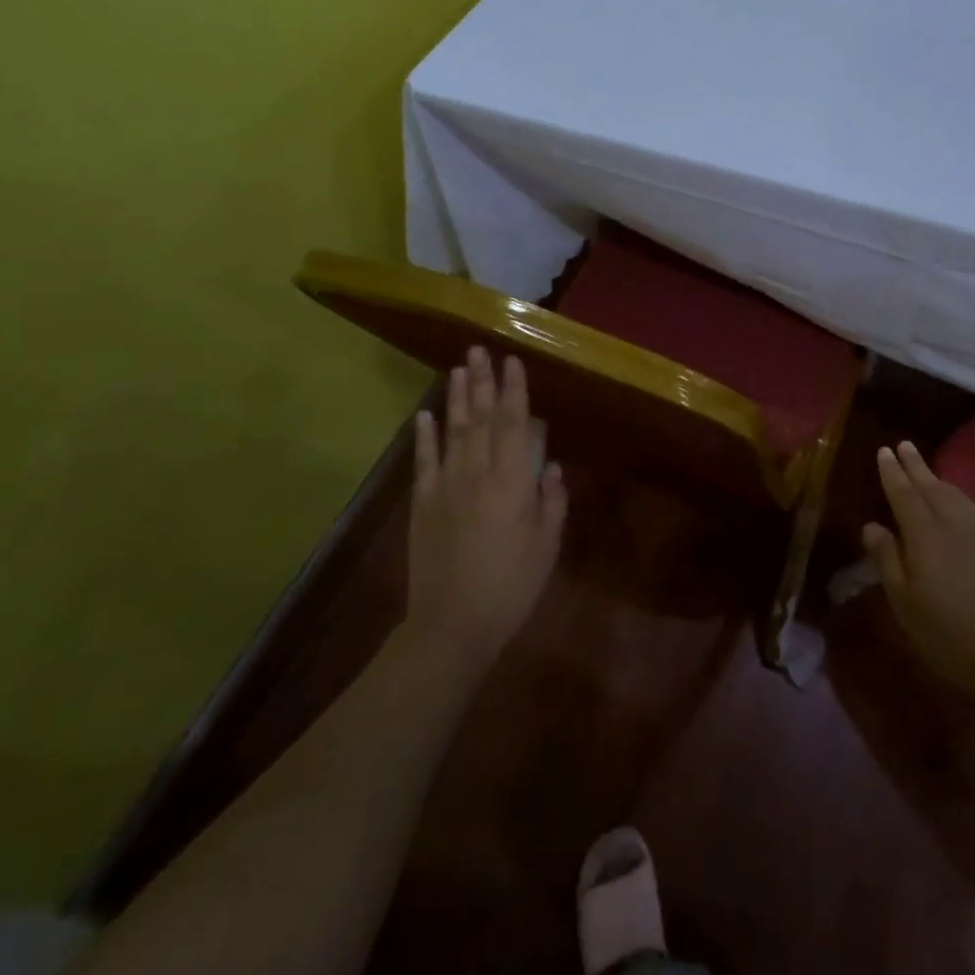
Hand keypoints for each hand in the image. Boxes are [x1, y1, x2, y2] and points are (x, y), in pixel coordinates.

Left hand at [406, 347, 568, 668]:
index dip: (514, 391)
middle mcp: (476, 474)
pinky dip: (424, 436)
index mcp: (511, 482)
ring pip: (452, 432)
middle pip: (480, 418)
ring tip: (458, 369)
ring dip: (456, 398)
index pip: (513, 424)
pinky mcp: (423, 505)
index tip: (513, 361)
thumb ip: (552, 500)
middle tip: (479, 349)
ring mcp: (445, 487)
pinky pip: (424, 462)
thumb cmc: (511, 587)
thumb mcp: (547, 545)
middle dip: (481, 382)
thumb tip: (549, 463)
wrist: (452, 625)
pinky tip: (425, 415)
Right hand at [864, 441, 974, 700]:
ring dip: (941, 482)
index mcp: (925, 535)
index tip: (885, 450)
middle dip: (916, 466)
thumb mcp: (905, 604)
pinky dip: (963, 504)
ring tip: (931, 474)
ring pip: (959, 498)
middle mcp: (955, 525)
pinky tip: (963, 513)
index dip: (892, 472)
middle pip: (932, 487)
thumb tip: (872, 526)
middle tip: (905, 445)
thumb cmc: (949, 635)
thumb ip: (887, 560)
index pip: (904, 494)